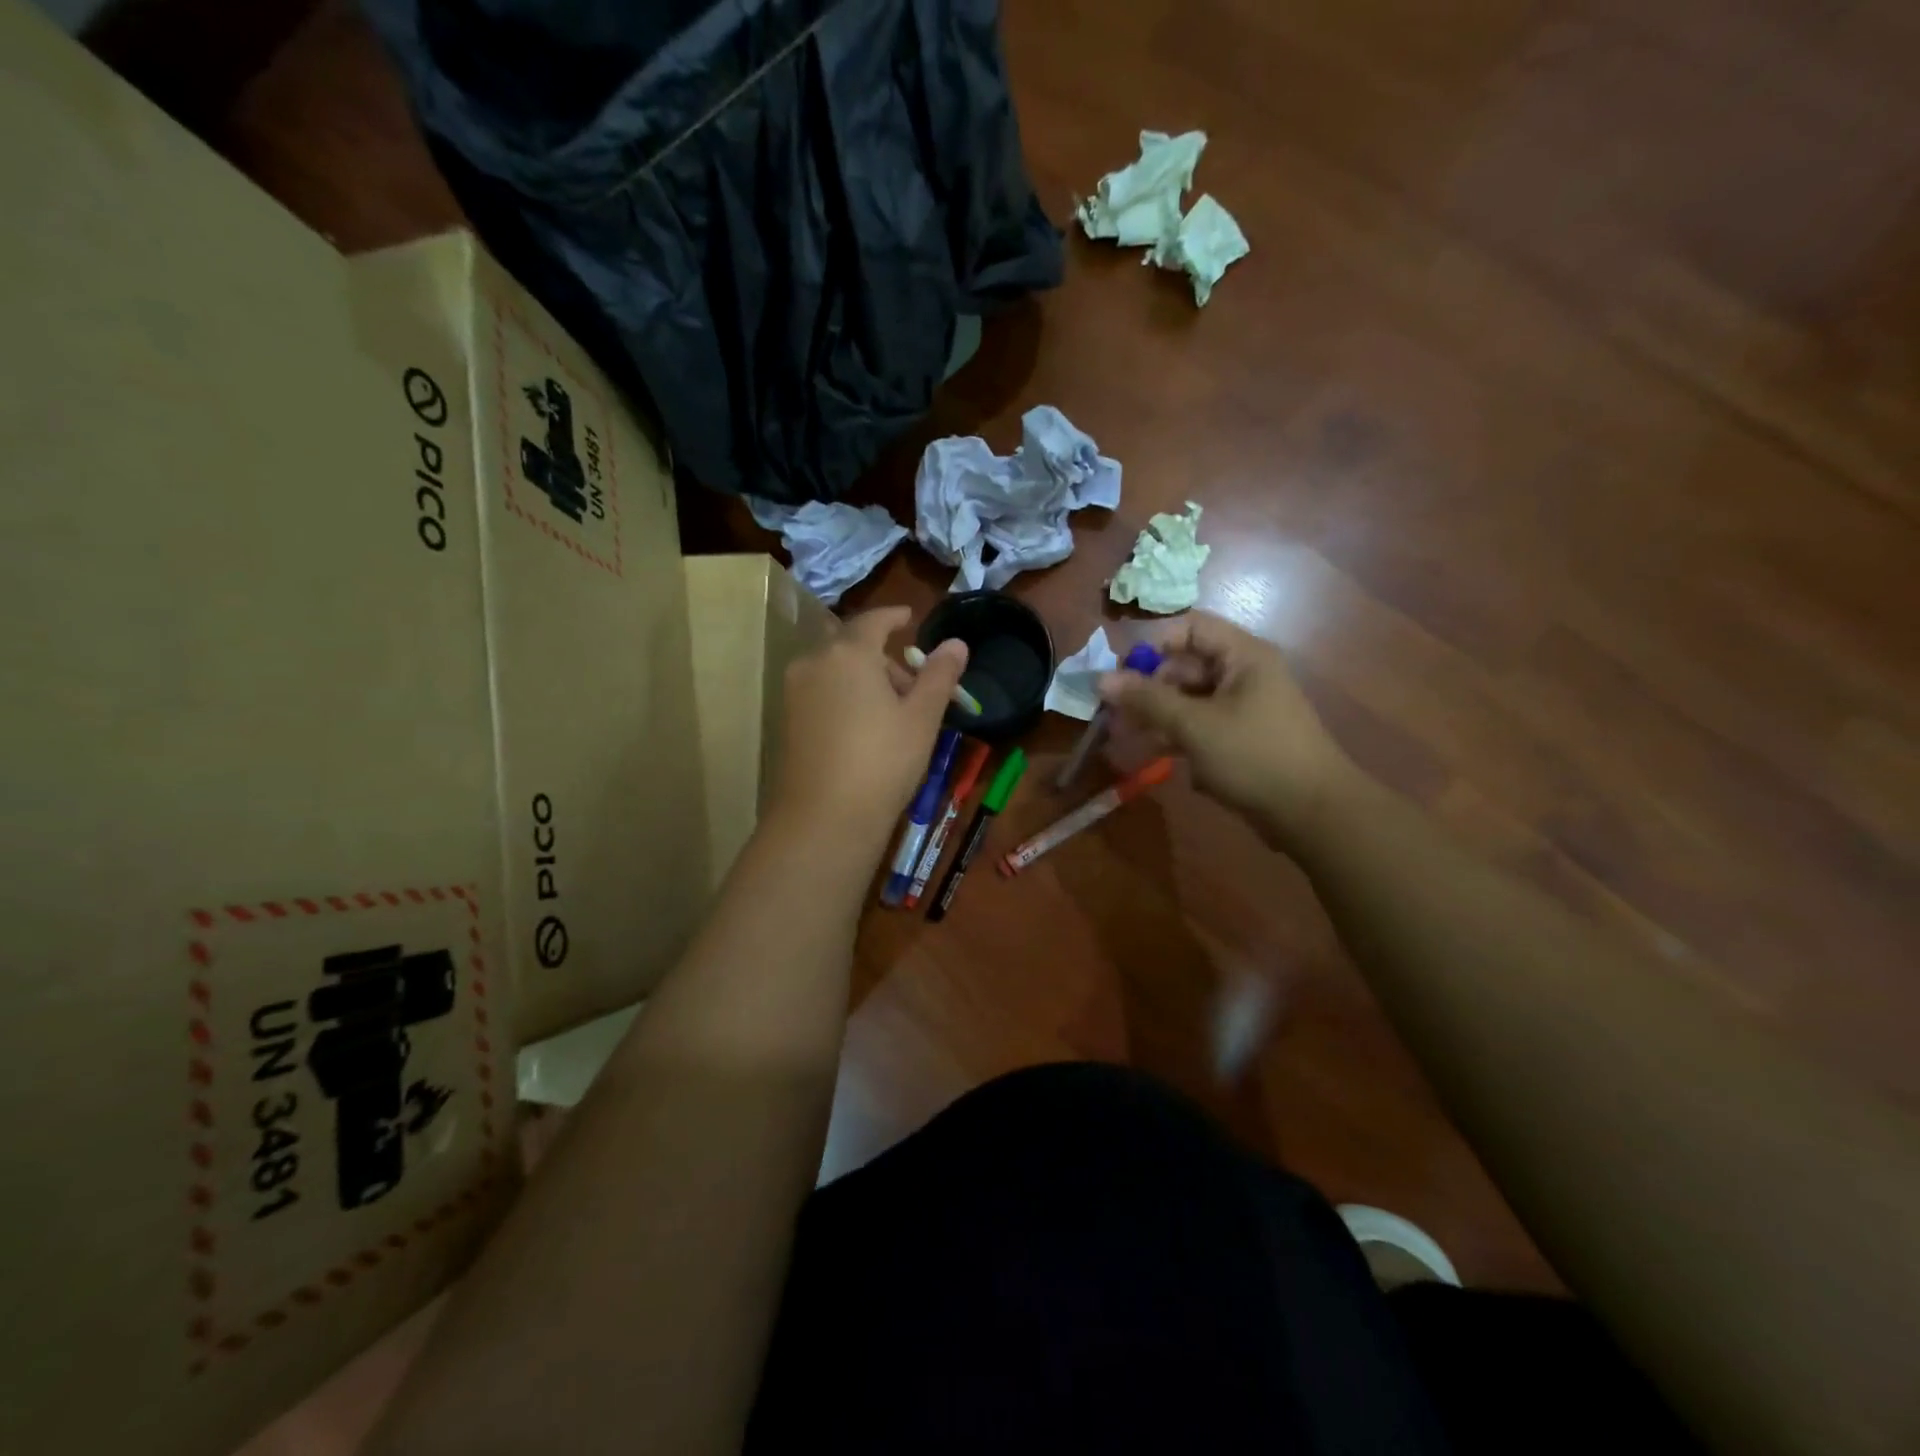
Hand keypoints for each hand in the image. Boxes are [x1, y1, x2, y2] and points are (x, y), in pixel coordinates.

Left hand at [768, 606, 968, 848]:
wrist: (825, 817)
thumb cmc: (883, 760)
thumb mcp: (922, 717)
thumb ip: (939, 674)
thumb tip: (956, 643)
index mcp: (849, 652)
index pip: (874, 620)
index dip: (894, 616)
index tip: (910, 617)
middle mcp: (814, 662)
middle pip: (853, 645)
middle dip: (884, 657)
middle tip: (914, 685)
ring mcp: (795, 691)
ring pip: (835, 669)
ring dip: (865, 677)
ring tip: (894, 711)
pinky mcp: (787, 719)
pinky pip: (821, 690)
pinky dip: (845, 694)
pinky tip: (865, 726)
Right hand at [1097, 612, 1353, 848]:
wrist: (1311, 813)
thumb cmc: (1253, 756)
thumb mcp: (1194, 725)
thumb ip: (1147, 699)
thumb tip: (1101, 679)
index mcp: (1242, 655)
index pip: (1189, 628)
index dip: (1152, 645)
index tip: (1121, 673)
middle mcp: (1242, 674)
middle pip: (1183, 666)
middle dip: (1146, 689)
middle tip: (1113, 714)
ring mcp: (1241, 708)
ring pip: (1187, 700)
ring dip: (1154, 716)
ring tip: (1122, 738)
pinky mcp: (1238, 739)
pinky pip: (1198, 726)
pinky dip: (1173, 737)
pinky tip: (1148, 756)